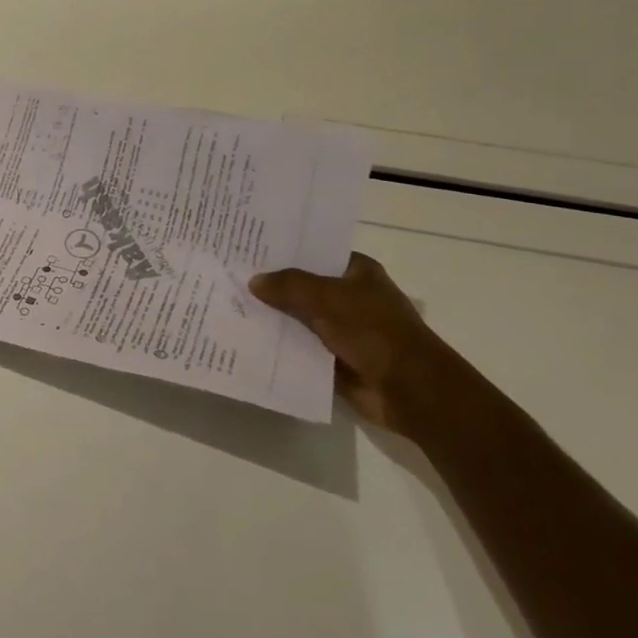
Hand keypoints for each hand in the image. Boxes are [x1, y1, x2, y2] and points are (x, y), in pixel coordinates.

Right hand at [249, 252, 455, 436]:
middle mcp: (349, 297)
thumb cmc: (374, 331)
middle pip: (302, 287)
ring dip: (272, 317)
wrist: (408, 389)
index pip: (314, 254)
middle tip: (230, 276)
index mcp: (357, 273)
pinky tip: (247, 338)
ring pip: (298, 318)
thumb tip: (254, 281)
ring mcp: (341, 329)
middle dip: (271, 286)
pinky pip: (298, 347)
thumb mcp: (327, 298)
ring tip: (229, 306)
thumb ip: (288, 286)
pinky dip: (279, 345)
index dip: (284, 252)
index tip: (248, 249)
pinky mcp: (333, 358)